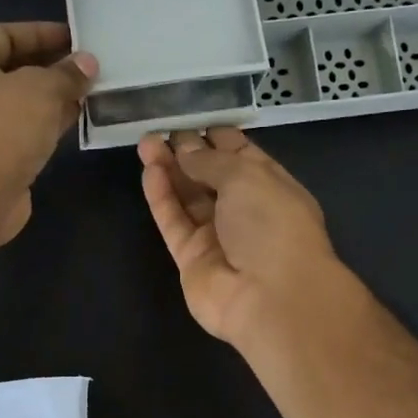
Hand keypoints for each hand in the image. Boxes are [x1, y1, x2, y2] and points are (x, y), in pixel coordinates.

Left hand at [0, 22, 97, 244]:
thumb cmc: (0, 127)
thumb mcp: (41, 89)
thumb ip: (66, 74)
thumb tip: (87, 63)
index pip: (4, 35)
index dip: (41, 33)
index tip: (76, 38)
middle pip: (12, 71)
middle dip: (51, 68)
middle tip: (88, 68)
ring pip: (20, 105)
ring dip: (52, 99)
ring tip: (89, 93)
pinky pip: (23, 133)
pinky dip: (46, 126)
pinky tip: (75, 122)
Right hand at [139, 128, 343, 347]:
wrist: (271, 296)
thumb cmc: (272, 224)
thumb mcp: (247, 176)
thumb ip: (210, 160)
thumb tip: (185, 150)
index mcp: (270, 187)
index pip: (241, 156)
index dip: (218, 138)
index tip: (193, 120)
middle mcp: (244, 211)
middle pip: (210, 176)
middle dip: (188, 152)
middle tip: (162, 131)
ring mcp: (217, 236)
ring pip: (188, 198)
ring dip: (169, 170)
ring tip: (146, 143)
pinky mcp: (191, 258)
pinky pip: (174, 222)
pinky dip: (162, 198)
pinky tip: (149, 172)